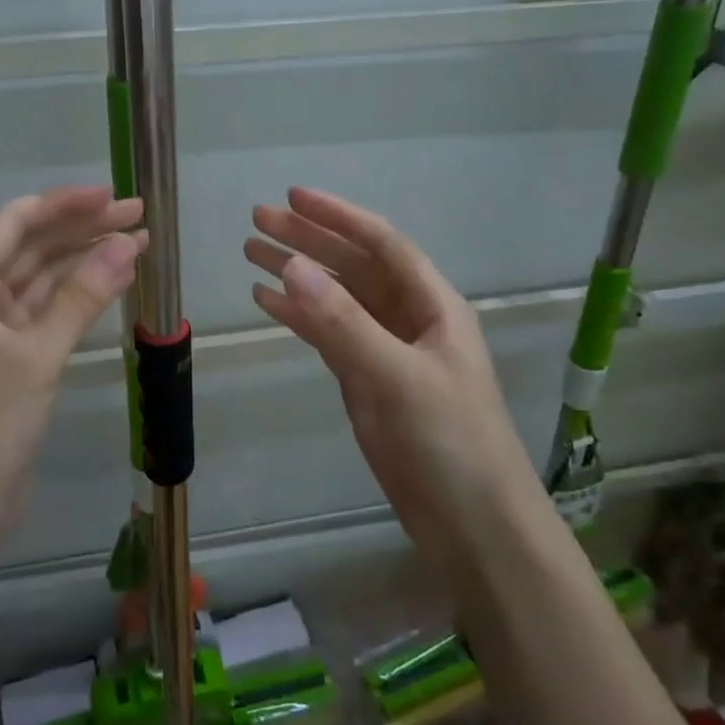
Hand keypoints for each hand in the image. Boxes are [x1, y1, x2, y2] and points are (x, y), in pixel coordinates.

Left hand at [0, 187, 144, 556]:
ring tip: (139, 243)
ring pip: (46, 280)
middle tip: (139, 215)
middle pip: (34, 248)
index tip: (112, 196)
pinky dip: (81, 296)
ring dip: (87, 260)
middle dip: (83, 229)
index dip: (63, 204)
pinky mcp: (15, 360)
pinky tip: (115, 282)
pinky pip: (51, 313)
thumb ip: (81, 298)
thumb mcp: (35, 358)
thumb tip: (127, 244)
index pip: (16, 224)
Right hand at [247, 187, 537, 564]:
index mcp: (432, 305)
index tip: (292, 198)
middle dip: (308, 240)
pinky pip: (327, 335)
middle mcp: (408, 318)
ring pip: (336, 299)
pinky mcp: (366, 381)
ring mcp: (385, 350)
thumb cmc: (451, 443)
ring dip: (297, 274)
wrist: (474, 527)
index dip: (338, 217)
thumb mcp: (398, 377)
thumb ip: (344, 322)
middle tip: (257, 219)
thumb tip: (292, 266)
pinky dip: (298, 317)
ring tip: (251, 252)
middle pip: (353, 266)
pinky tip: (266, 302)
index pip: (381, 245)